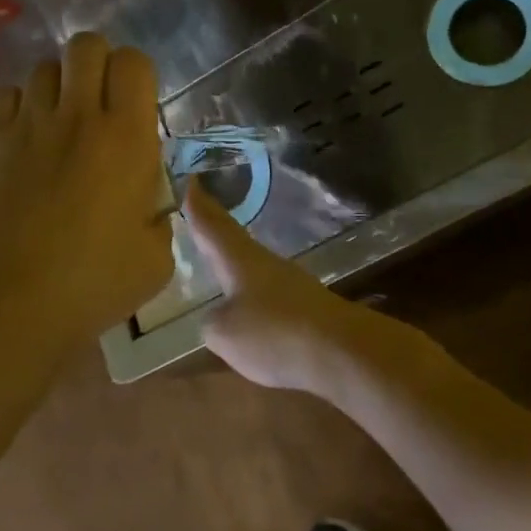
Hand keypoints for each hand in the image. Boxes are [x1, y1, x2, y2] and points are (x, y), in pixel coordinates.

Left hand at [0, 33, 173, 355]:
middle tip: (97, 102)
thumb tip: (150, 199)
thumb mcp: (155, 260)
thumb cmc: (90, 285)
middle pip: (86, 45)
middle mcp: (78, 115)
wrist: (7, 305)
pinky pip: (5, 94)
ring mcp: (28, 123)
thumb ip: (161, 217)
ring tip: (57, 123)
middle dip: (96, 63)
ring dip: (57, 87)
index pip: (133, 62)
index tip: (133, 105)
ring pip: (44, 67)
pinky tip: (22, 138)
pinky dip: (18, 106)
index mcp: (126, 137)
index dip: (135, 74)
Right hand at [186, 180, 376, 392]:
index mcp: (239, 259)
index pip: (212, 225)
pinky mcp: (303, 306)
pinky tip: (246, 300)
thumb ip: (213, 322)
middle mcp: (263, 262)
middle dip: (213, 223)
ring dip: (232, 255)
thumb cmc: (274, 332)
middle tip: (197, 206)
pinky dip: (249, 287)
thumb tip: (219, 317)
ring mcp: (287, 282)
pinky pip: (266, 289)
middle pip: (232, 238)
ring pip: (250, 262)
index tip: (190, 180)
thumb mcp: (225, 333)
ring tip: (216, 254)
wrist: (340, 351)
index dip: (198, 205)